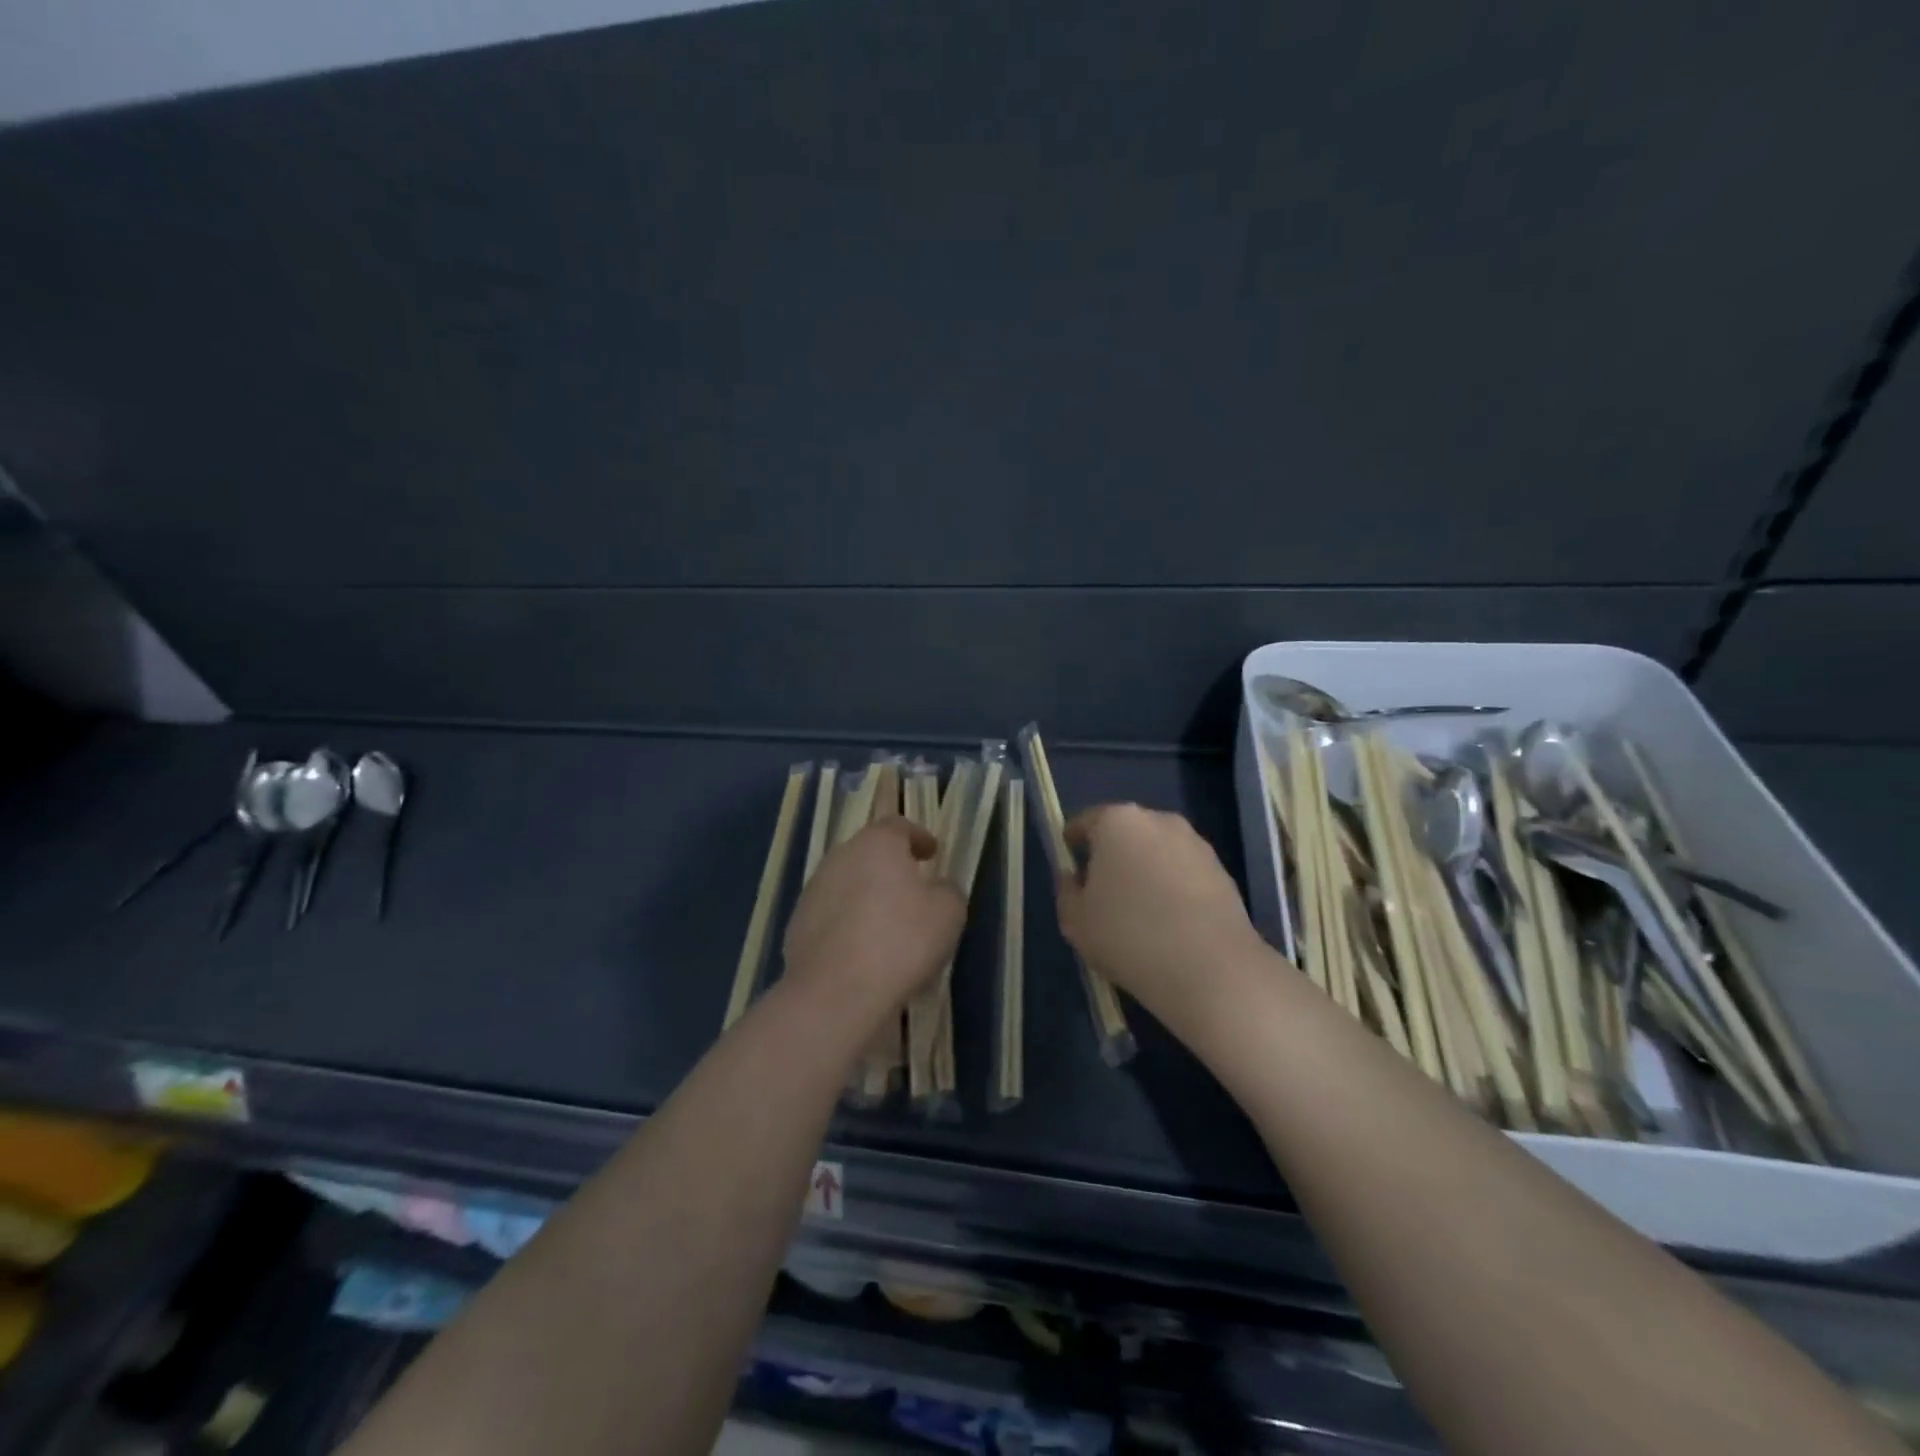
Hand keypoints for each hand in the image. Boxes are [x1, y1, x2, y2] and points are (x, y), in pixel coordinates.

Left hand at [782, 817, 966, 1028]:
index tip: (931, 853)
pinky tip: (862, 951)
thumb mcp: (948, 913)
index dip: (918, 837)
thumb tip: (937, 888)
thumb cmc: (900, 942)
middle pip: (869, 853)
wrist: (835, 993)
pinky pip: (831, 915)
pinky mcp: (797, 925)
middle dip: (890, 867)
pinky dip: (848, 924)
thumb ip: (947, 890)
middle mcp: (840, 857)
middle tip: (911, 889)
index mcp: (877, 844)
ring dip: (867, 896)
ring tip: (887, 925)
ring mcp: (813, 891)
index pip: (898, 826)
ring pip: (847, 884)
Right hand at [1056, 803, 1269, 1032]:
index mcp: (1116, 822)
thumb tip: (1074, 876)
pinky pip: (1183, 872)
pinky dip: (1172, 887)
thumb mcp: (1076, 921)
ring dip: (1145, 870)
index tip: (1070, 871)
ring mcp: (1195, 843)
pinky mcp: (1222, 870)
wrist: (1211, 970)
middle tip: (1102, 893)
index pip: (1084, 822)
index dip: (1073, 845)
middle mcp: (1158, 820)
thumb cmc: (1129, 936)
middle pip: (1124, 832)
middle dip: (1111, 856)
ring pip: (1157, 851)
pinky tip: (1169, 923)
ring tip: (1139, 912)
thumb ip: (1066, 891)